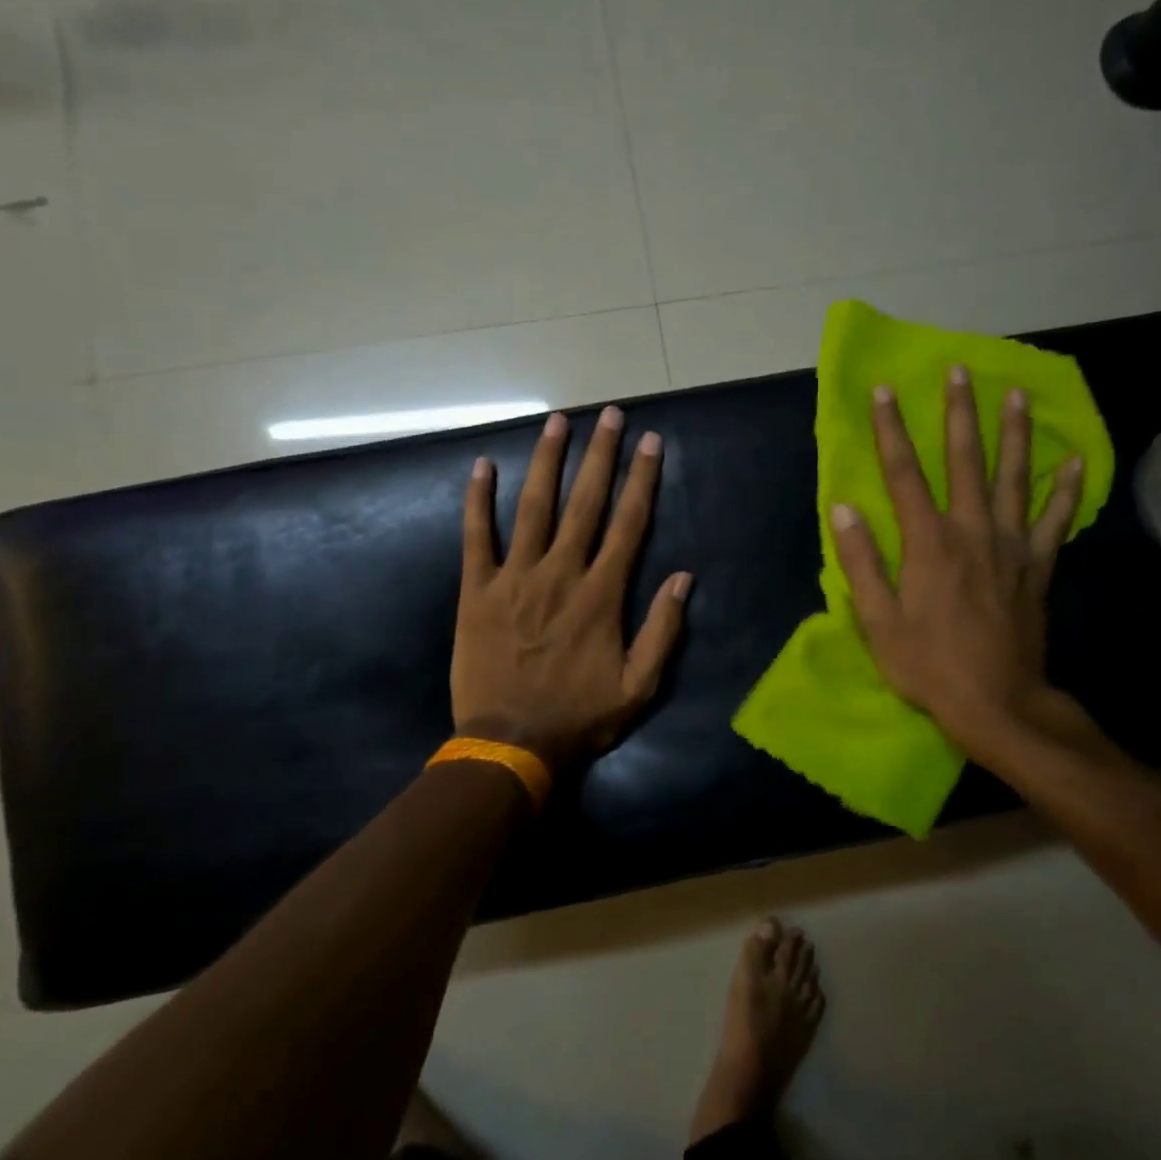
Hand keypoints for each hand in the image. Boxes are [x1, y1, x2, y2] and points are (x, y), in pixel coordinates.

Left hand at [452, 407, 692, 775]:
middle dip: (600, 455)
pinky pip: (476, 537)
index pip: (629, 524)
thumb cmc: (579, 717)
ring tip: (557, 421)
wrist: (509, 744)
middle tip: (610, 415)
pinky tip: (482, 466)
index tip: (650, 442)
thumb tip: (684, 578)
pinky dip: (478, 500)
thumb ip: (663, 630)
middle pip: (585, 502)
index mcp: (601, 594)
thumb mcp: (639, 686)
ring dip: (547, 461)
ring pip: (533, 507)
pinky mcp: (477, 590)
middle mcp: (560, 573)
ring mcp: (515, 578)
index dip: (642, 479)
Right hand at [830, 368, 1085, 760]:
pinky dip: (1065, 490)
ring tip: (1018, 395)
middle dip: (960, 413)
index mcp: (928, 543)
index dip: (891, 430)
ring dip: (1015, 434)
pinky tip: (1074, 461)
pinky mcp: (1038, 567)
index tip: (884, 392)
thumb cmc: (929, 665)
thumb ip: (861, 561)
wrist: (998, 704)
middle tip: (961, 371)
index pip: (904, 473)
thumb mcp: (878, 621)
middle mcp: (972, 531)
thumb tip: (843, 508)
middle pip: (966, 460)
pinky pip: (1055, 520)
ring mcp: (1012, 547)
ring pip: (1014, 478)